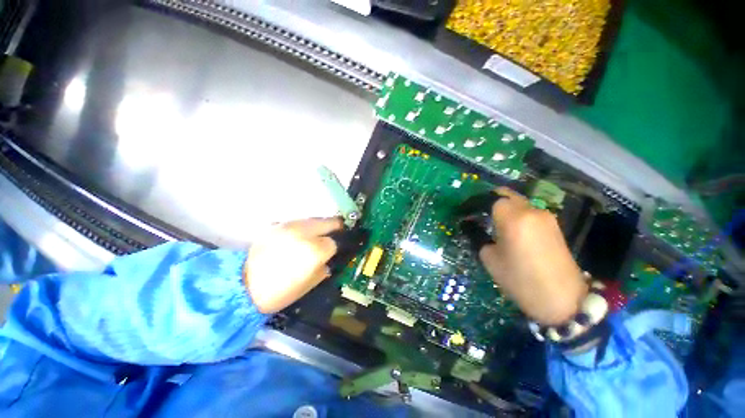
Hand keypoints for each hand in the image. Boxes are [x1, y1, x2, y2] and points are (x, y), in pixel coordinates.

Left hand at [245, 218, 341, 313]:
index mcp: (315, 250)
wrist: (241, 286)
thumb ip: (324, 269)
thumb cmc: (279, 292)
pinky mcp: (277, 225)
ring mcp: (290, 226)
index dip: (337, 247)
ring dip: (320, 226)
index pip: (334, 242)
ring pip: (314, 219)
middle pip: (329, 222)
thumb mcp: (309, 285)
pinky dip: (304, 227)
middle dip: (335, 227)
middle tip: (336, 234)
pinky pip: (299, 222)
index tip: (336, 250)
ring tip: (317, 236)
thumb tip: (328, 259)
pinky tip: (300, 236)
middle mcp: (305, 232)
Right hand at [479, 188, 587, 324]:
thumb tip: (469, 224)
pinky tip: (508, 228)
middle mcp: (531, 211)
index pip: (489, 199)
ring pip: (517, 202)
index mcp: (513, 218)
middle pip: (505, 195)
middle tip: (476, 214)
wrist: (564, 300)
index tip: (464, 213)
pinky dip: (514, 213)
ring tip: (490, 221)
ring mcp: (545, 216)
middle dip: (487, 201)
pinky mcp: (553, 224)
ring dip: (502, 207)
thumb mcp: (490, 259)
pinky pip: (528, 211)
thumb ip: (478, 236)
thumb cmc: (521, 280)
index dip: (474, 204)